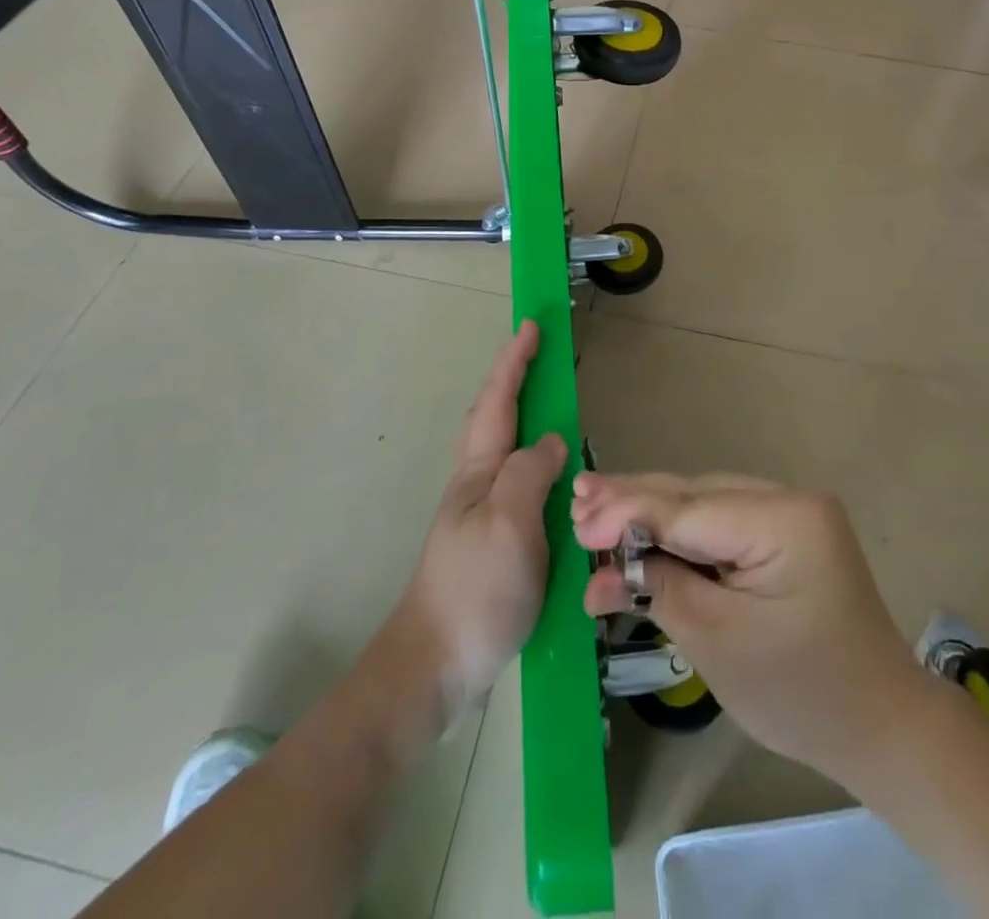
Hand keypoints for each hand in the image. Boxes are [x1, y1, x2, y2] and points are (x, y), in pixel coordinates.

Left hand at [395, 321, 565, 723]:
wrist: (436, 663)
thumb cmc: (474, 587)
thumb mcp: (510, 523)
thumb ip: (531, 473)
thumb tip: (553, 441)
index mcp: (479, 470)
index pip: (499, 401)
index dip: (515, 361)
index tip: (531, 326)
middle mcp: (477, 483)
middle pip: (496, 416)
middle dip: (515, 378)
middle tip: (542, 354)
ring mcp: (482, 512)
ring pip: (506, 448)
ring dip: (525, 415)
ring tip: (550, 402)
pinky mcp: (494, 541)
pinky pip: (519, 483)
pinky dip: (535, 460)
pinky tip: (551, 475)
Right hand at [572, 473, 923, 780]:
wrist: (881, 728)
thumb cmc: (802, 693)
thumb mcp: (719, 642)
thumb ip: (661, 587)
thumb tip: (606, 561)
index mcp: (786, 517)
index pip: (688, 509)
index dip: (628, 514)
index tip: (577, 524)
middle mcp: (788, 499)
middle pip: (693, 495)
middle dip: (632, 503)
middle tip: (576, 502)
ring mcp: (788, 514)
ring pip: (701, 505)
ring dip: (650, 515)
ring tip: (594, 512)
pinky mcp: (783, 535)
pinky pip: (719, 525)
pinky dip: (678, 535)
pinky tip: (639, 534)